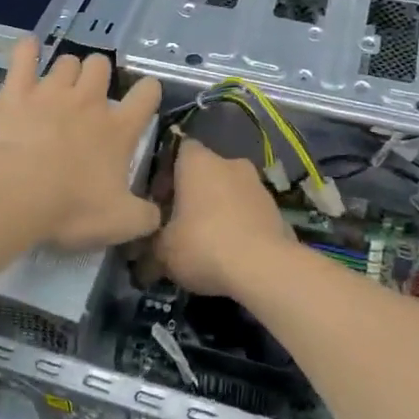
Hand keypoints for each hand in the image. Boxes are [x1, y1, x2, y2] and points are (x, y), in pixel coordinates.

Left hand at [0, 37, 162, 250]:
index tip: (143, 98)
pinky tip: (28, 49)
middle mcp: (88, 101)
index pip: (147, 94)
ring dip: (67, 71)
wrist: (12, 192)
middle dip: (99, 75)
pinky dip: (27, 50)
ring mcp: (51, 91)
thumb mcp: (120, 223)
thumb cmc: (70, 207)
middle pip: (101, 65)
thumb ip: (144, 217)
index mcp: (118, 129)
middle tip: (90, 98)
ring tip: (59, 87)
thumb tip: (157, 216)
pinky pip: (24, 56)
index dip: (148, 91)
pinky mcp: (16, 90)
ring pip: (67, 61)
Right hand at [153, 140, 295, 297]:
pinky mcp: (277, 209)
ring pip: (230, 191)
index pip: (179, 149)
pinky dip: (240, 225)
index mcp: (198, 161)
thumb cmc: (203, 245)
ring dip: (218, 209)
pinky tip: (232, 253)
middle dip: (193, 194)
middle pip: (205, 172)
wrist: (263, 268)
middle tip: (180, 224)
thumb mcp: (162, 251)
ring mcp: (258, 184)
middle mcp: (230, 162)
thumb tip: (142, 255)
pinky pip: (249, 212)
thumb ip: (150, 245)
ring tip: (207, 243)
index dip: (167, 173)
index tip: (159, 201)